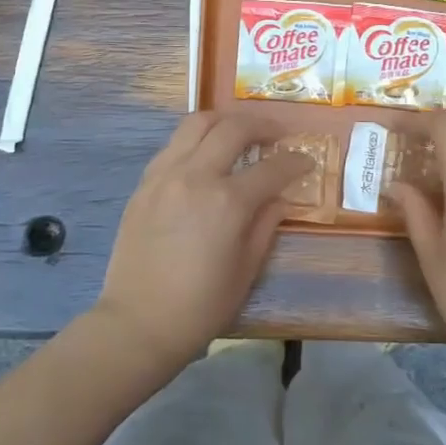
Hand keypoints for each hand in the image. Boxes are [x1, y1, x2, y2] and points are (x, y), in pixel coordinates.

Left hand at [94, 112, 311, 371]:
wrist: (139, 322)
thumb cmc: (201, 306)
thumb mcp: (247, 269)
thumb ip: (266, 224)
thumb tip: (279, 198)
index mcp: (228, 202)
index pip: (272, 168)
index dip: (295, 162)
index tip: (306, 161)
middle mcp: (196, 176)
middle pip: (233, 128)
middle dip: (262, 125)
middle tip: (277, 136)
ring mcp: (165, 174)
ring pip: (196, 123)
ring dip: (225, 121)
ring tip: (239, 133)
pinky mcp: (144, 183)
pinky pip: (173, 145)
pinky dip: (195, 140)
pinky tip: (205, 156)